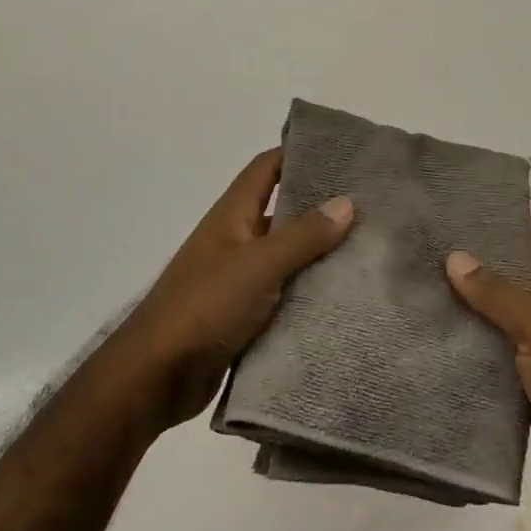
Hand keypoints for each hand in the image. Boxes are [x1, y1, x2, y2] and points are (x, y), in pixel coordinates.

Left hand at [111, 149, 354, 430]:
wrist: (157, 376)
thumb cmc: (205, 307)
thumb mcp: (258, 266)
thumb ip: (302, 236)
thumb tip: (347, 201)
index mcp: (232, 215)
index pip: (267, 168)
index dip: (300, 154)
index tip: (344, 154)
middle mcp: (236, 239)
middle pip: (283, 212)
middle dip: (322, 209)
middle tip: (373, 208)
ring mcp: (239, 278)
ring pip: (287, 257)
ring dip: (320, 255)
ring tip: (371, 253)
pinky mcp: (244, 315)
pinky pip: (284, 295)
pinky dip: (309, 294)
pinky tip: (345, 299)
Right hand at [447, 221, 530, 530]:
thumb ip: (499, 294)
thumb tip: (455, 256)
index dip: (507, 219)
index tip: (459, 207)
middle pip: (514, 279)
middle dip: (475, 265)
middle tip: (423, 249)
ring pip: (500, 324)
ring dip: (467, 312)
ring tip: (416, 289)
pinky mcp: (530, 395)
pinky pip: (494, 365)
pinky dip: (469, 354)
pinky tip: (432, 343)